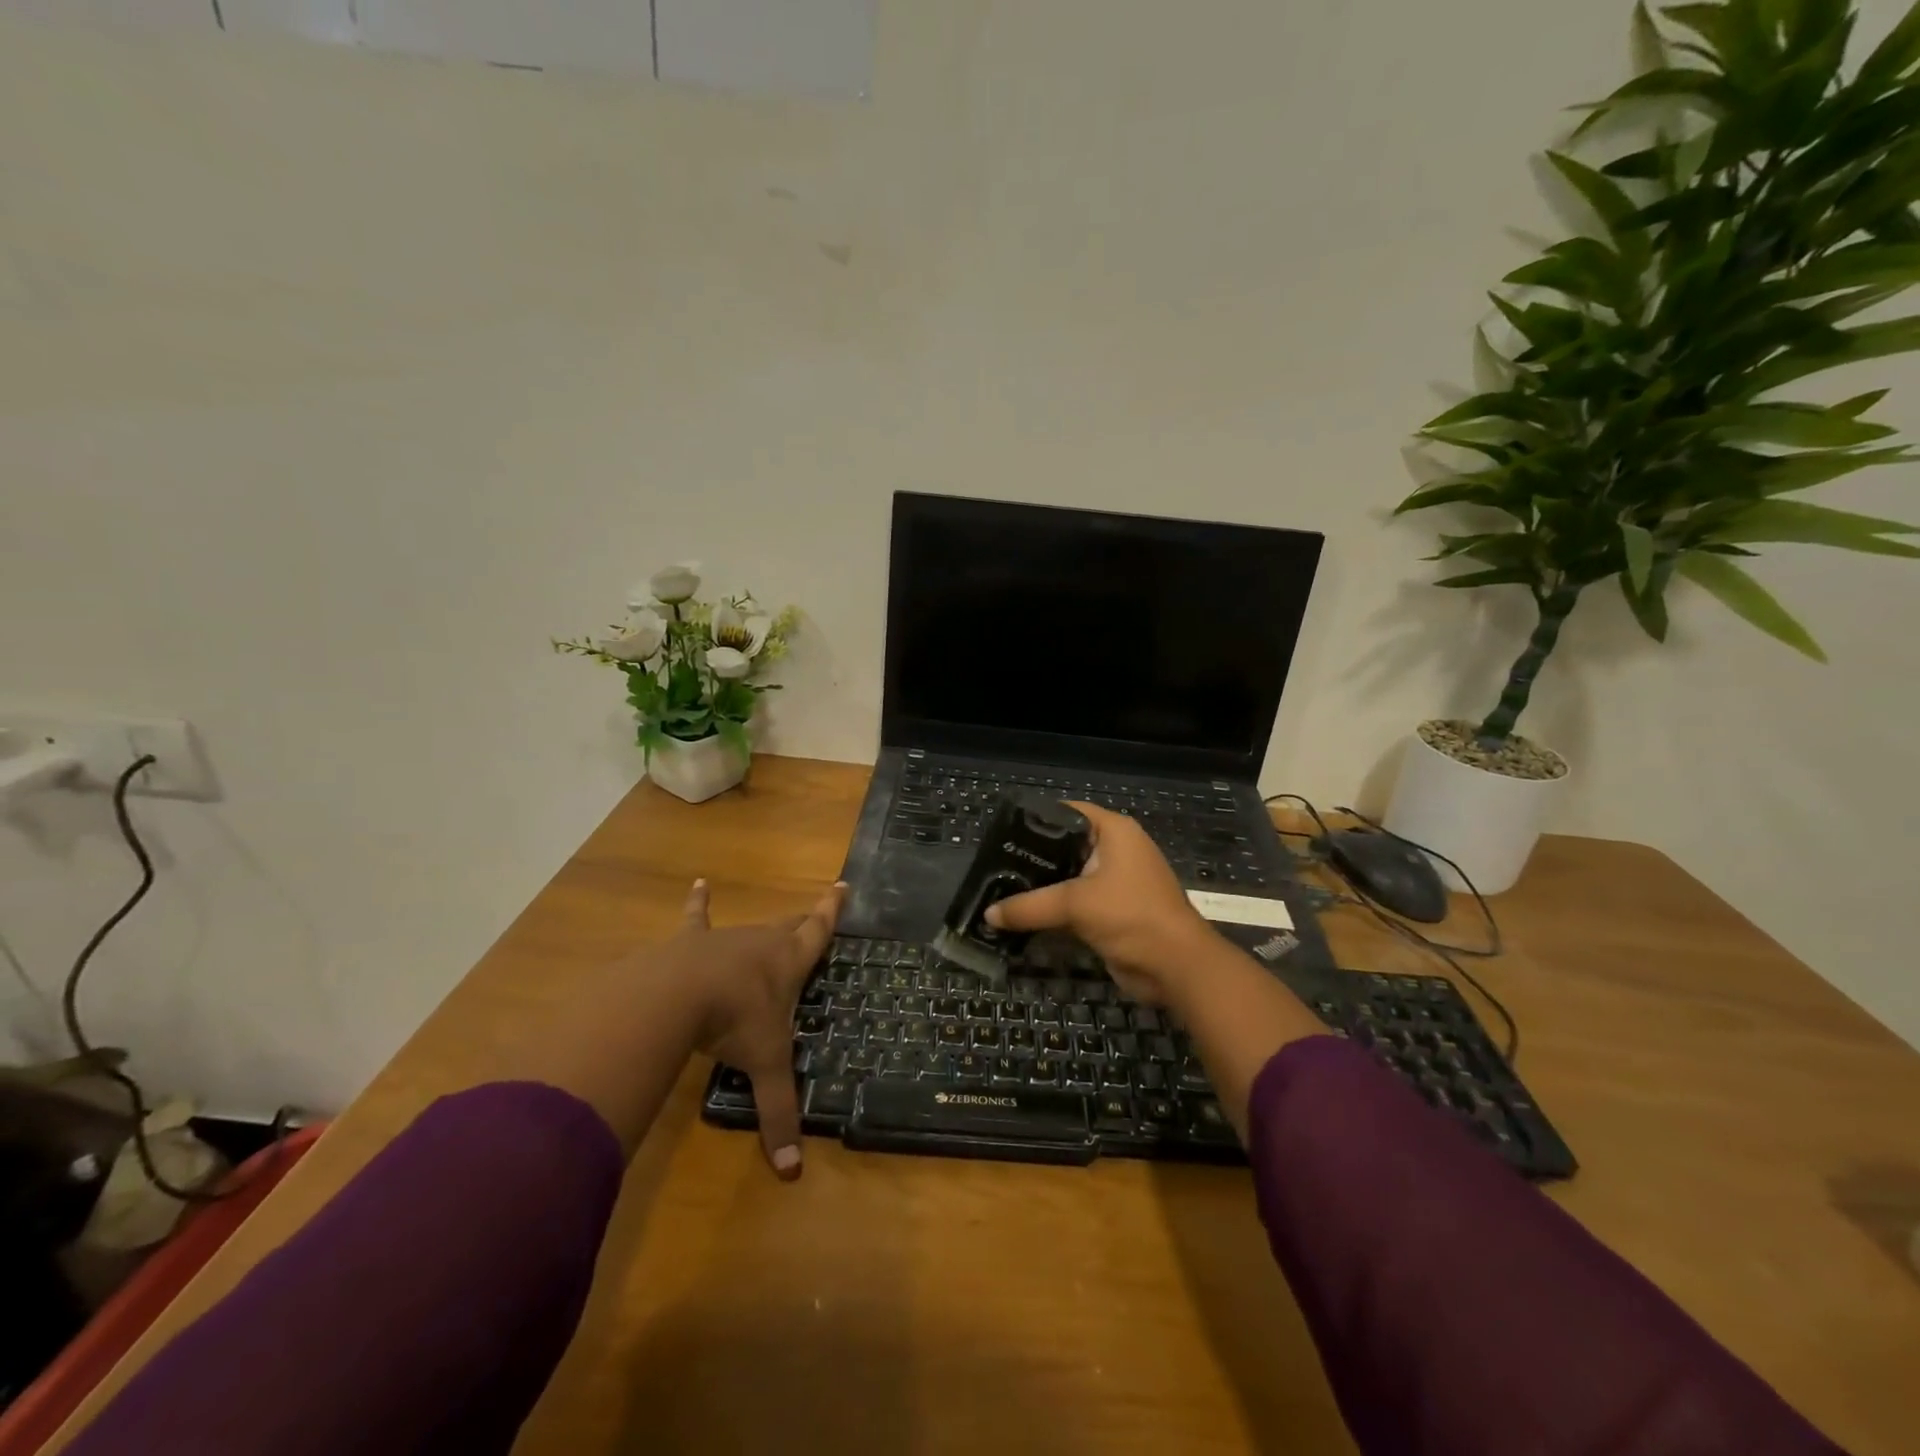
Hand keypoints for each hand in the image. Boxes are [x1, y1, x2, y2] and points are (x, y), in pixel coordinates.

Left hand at [668, 877, 843, 1179]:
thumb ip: (778, 1114)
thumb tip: (793, 1173)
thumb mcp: (764, 1065)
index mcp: (788, 963)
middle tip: (814, 909)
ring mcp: (727, 938)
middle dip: (803, 919)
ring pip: (751, 927)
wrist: (678, 994)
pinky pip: (697, 918)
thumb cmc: (735, 1022)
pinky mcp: (691, 941)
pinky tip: (698, 883)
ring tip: (771, 922)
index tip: (841, 885)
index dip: (831, 911)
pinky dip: (699, 903)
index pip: (817, 932)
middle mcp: (763, 942)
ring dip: (762, 927)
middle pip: (789, 926)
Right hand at [984, 803, 1215, 1004]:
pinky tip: (1023, 915)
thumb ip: (1029, 906)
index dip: (1036, 818)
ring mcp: (1115, 882)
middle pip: (1065, 845)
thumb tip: (987, 913)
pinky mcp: (1112, 911)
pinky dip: (1053, 909)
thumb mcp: (1075, 905)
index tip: (1003, 832)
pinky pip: (1075, 903)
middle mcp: (1116, 851)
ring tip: (1001, 890)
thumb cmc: (1130, 916)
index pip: (1068, 812)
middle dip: (1033, 857)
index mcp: (1114, 832)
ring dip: (1041, 887)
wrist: (1175, 966)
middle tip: (995, 866)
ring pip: (1069, 877)